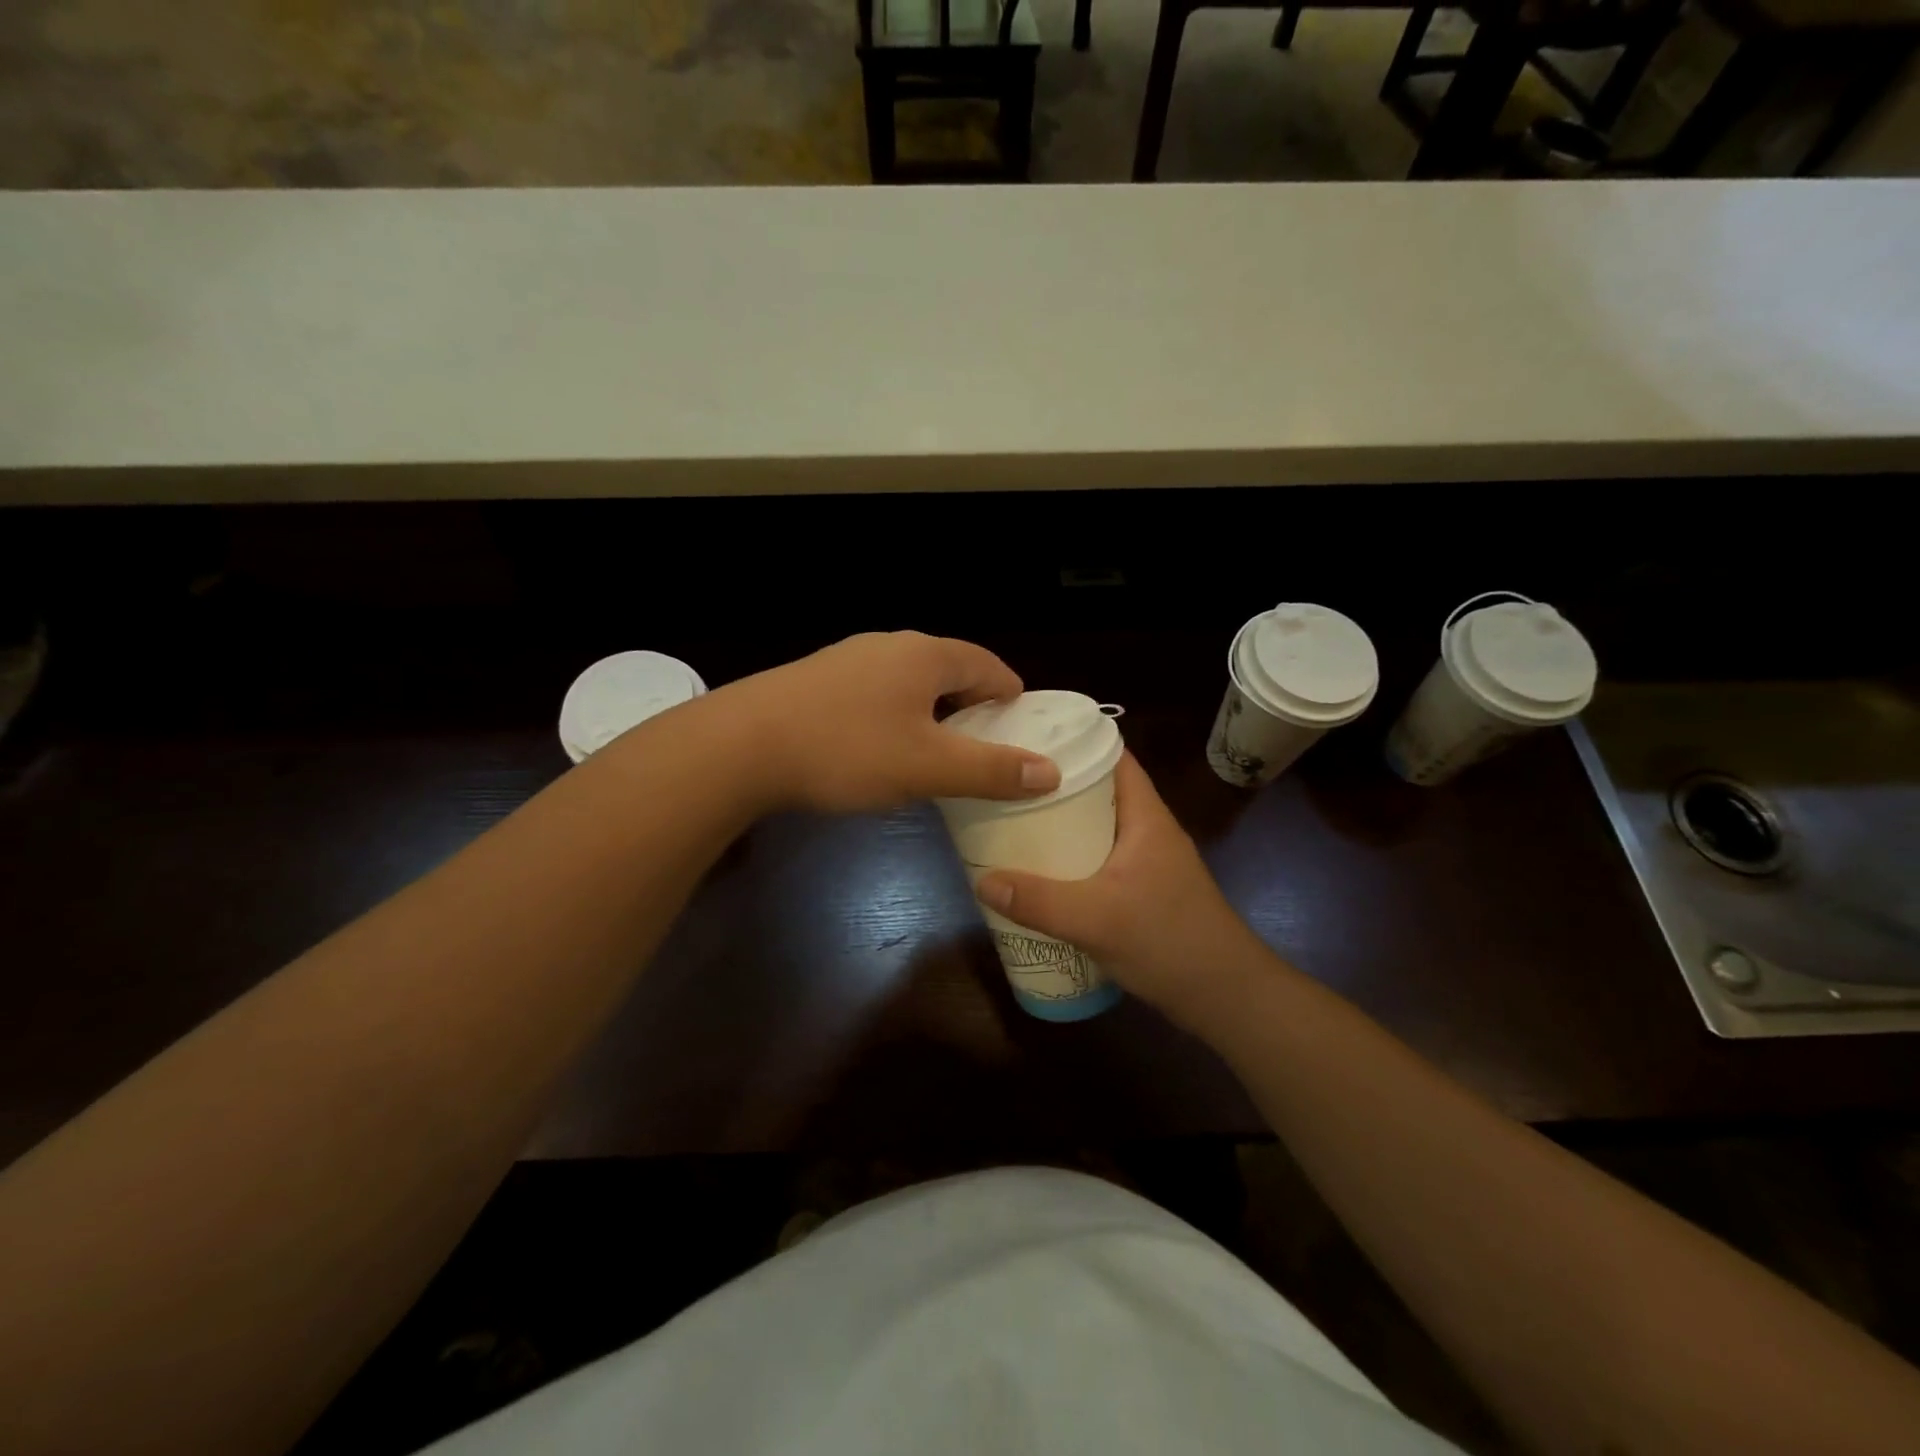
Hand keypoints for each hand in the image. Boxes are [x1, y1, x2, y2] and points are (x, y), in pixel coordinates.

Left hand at [724, 631, 1061, 813]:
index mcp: (926, 655)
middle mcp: (891, 645)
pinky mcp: (818, 679)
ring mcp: (850, 658)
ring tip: (933, 755)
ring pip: (910, 683)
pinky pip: (876, 693)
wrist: (741, 746)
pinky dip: (895, 717)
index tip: (1020, 732)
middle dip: (971, 709)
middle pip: (950, 672)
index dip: (1011, 699)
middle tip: (980, 751)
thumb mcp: (928, 767)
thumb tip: (1049, 771)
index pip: (989, 667)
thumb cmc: (847, 750)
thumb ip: (991, 770)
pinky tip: (879, 749)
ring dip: (931, 714)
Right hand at [975, 754, 1277, 1029]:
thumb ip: (1038, 901)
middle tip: (1006, 785)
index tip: (1029, 738)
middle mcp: (1148, 831)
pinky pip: (1099, 861)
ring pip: (1097, 830)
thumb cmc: (1169, 941)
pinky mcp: (1143, 892)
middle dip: (1055, 788)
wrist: (1226, 998)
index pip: (1114, 758)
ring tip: (1012, 823)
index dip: (1076, 743)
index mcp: (1146, 817)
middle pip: (1098, 793)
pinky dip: (1071, 860)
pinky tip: (1041, 874)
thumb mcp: (1097, 919)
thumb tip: (981, 881)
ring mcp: (1147, 863)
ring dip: (1061, 827)